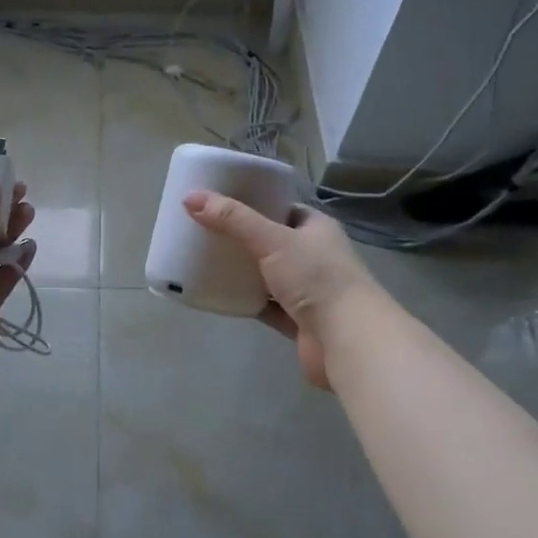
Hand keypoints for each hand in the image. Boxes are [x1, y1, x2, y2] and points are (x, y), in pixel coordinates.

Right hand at [184, 192, 376, 390]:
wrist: (347, 339)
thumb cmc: (316, 278)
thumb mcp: (271, 240)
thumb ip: (232, 219)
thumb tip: (190, 198)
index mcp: (316, 228)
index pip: (282, 209)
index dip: (254, 204)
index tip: (221, 203)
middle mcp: (315, 256)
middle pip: (271, 243)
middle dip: (242, 239)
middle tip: (205, 232)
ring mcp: (308, 291)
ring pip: (267, 276)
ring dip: (242, 272)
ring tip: (206, 261)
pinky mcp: (298, 321)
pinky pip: (266, 306)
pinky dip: (246, 301)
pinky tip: (219, 296)